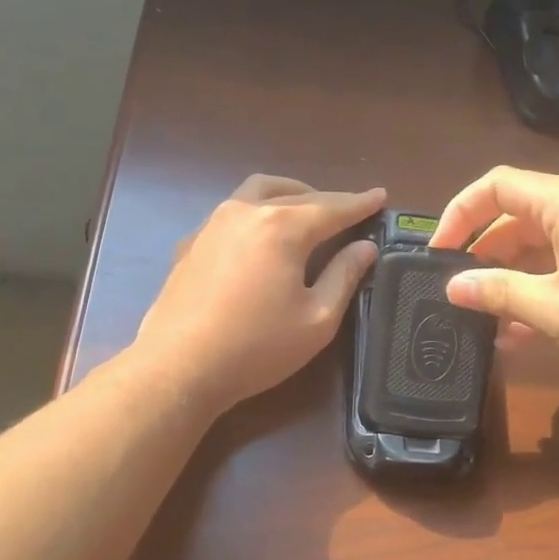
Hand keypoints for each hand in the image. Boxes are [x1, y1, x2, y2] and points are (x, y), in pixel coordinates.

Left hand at [134, 175, 383, 413]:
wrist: (178, 367)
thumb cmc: (256, 347)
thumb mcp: (316, 319)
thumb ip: (344, 276)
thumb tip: (365, 248)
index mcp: (282, 227)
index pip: (332, 208)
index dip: (360, 203)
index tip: (380, 196)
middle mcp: (246, 212)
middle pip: (296, 194)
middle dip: (327, 199)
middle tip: (349, 210)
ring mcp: (213, 223)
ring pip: (258, 192)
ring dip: (289, 195)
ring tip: (307, 212)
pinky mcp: (191, 242)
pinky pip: (233, 212)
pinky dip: (258, 212)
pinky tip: (262, 237)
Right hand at [429, 167, 558, 395]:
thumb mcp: (555, 308)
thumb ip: (498, 292)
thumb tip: (453, 286)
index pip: (496, 185)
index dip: (459, 214)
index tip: (437, 254)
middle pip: (517, 215)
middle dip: (483, 253)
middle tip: (458, 292)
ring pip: (542, 245)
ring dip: (511, 279)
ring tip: (485, 321)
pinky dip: (541, 289)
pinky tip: (522, 333)